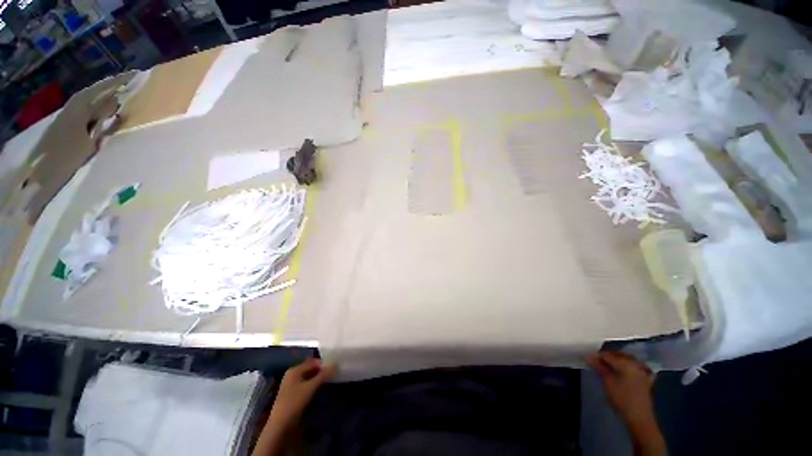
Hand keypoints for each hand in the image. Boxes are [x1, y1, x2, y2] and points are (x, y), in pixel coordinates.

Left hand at [253, 358, 336, 455]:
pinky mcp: (293, 395)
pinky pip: (306, 385)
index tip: (335, 367)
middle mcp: (292, 375)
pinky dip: (314, 385)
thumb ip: (323, 375)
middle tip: (334, 374)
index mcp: (294, 370)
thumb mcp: (310, 387)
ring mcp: (292, 385)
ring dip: (318, 379)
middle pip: (310, 369)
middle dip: (322, 371)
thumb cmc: (294, 403)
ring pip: (309, 377)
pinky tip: (321, 389)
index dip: (324, 364)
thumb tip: (336, 363)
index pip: (313, 362)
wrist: (280, 426)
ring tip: (330, 381)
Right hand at [588, 351, 654, 427]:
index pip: (608, 355)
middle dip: (608, 357)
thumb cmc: (622, 399)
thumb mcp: (608, 383)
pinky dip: (630, 366)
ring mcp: (643, 371)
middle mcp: (636, 364)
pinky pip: (637, 367)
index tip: (589, 359)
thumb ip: (599, 367)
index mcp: (626, 363)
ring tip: (609, 366)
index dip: (597, 356)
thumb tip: (589, 356)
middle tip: (597, 363)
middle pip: (619, 355)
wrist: (640, 418)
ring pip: (628, 360)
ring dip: (618, 361)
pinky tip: (626, 370)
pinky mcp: (646, 379)